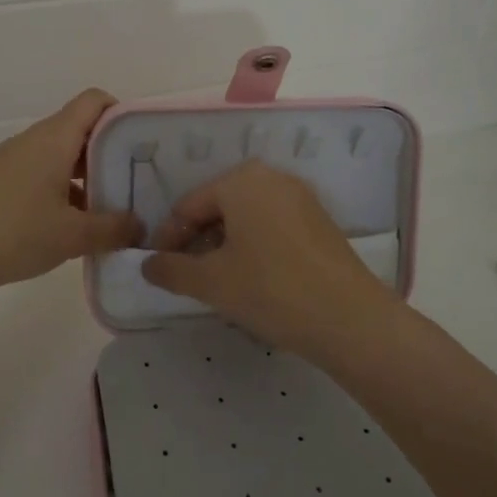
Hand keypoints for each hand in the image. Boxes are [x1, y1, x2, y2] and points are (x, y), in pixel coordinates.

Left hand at [0, 88, 143, 297]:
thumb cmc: (13, 232)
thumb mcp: (72, 235)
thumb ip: (113, 228)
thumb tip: (138, 225)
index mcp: (54, 138)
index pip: (94, 101)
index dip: (122, 114)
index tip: (142, 145)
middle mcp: (33, 141)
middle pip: (80, 130)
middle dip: (110, 154)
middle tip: (135, 184)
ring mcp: (12, 161)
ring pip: (60, 157)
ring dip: (86, 178)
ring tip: (107, 212)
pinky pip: (40, 176)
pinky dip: (61, 192)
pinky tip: (70, 228)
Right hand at [142, 161, 399, 361]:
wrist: (350, 319)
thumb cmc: (270, 289)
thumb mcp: (211, 282)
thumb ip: (171, 270)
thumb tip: (147, 265)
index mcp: (241, 180)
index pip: (188, 206)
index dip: (168, 239)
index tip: (158, 270)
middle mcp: (271, 177)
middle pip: (217, 207)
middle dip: (197, 241)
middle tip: (187, 276)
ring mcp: (300, 198)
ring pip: (245, 218)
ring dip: (224, 246)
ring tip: (217, 281)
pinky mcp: (319, 221)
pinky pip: (271, 226)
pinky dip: (252, 246)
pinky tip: (252, 279)